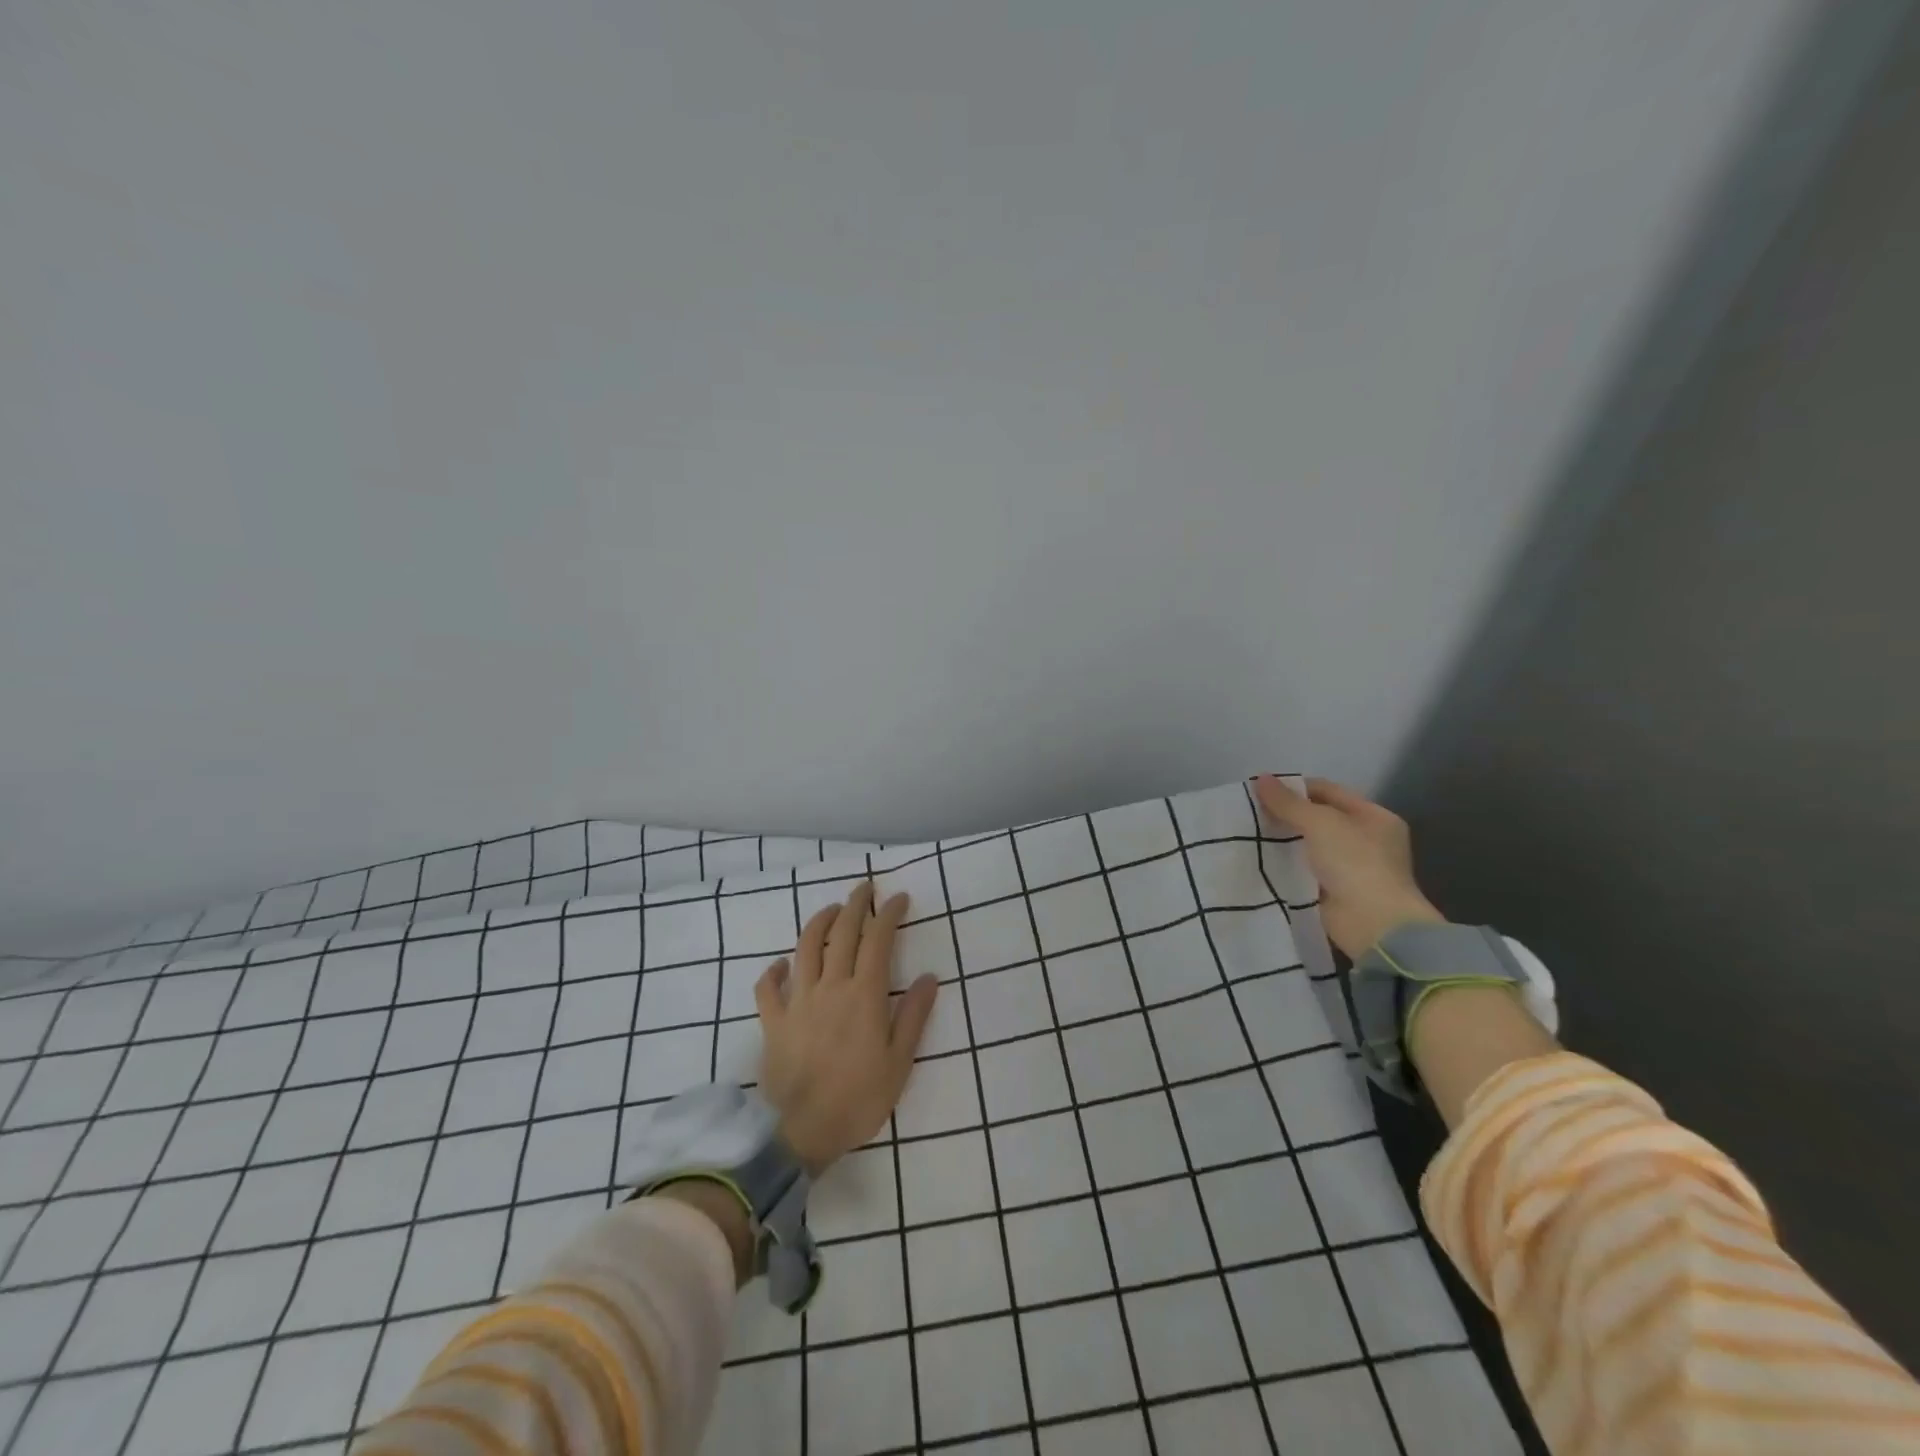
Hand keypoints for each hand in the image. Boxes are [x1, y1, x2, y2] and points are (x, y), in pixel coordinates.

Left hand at [755, 882, 939, 1174]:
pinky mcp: (773, 1021)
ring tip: (830, 910)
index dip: (888, 914)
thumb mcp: (899, 1062)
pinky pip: (768, 988)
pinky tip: (782, 963)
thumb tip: (930, 977)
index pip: (878, 940)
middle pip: (841, 933)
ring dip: (818, 923)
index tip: (898, 898)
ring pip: (805, 948)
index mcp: (864, 995)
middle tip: (864, 889)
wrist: (801, 1132)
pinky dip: (774, 970)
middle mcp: (830, 987)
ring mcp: (798, 1001)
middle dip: (854, 905)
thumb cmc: (859, 1099)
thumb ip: (914, 1016)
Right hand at [1251, 775, 1444, 958]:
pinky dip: (1285, 865)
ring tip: (1249, 833)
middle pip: (1318, 818)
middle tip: (1250, 812)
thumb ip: (1288, 802)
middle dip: (1286, 814)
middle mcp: (1366, 839)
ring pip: (1309, 845)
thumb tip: (1260, 778)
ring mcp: (1351, 867)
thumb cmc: (1355, 863)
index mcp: (1374, 817)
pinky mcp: (1334, 891)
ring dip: (1283, 840)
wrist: (1373, 924)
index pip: (1328, 791)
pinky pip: (1304, 870)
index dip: (1295, 787)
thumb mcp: (1320, 823)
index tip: (1260, 790)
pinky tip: (1259, 859)